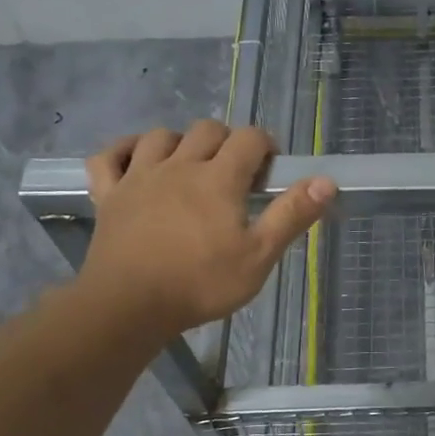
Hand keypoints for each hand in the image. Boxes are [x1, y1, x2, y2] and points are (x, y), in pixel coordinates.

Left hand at [80, 121, 335, 335]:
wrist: (128, 306)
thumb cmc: (201, 283)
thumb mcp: (259, 256)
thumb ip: (291, 215)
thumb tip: (325, 181)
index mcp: (219, 178)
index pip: (249, 138)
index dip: (265, 145)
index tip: (271, 170)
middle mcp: (179, 165)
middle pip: (206, 130)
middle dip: (226, 142)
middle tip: (235, 174)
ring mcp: (138, 177)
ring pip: (160, 136)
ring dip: (180, 143)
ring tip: (190, 168)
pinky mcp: (108, 195)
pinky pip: (108, 157)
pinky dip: (123, 151)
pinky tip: (135, 161)